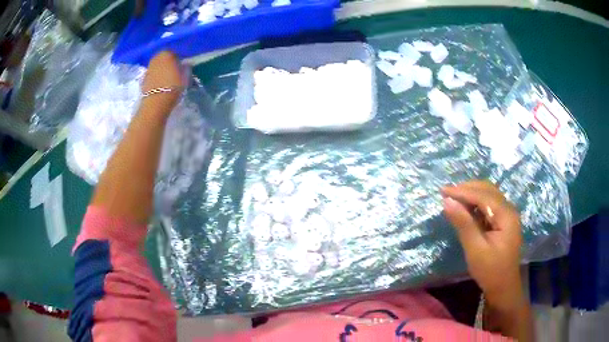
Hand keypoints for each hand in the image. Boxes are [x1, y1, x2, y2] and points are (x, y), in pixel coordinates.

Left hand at [142, 51, 184, 113]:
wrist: (156, 103)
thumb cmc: (173, 87)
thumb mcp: (185, 76)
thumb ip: (186, 68)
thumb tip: (186, 64)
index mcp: (167, 53)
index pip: (174, 53)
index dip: (178, 60)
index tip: (182, 68)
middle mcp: (156, 58)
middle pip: (164, 60)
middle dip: (168, 65)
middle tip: (175, 74)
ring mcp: (148, 69)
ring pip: (157, 68)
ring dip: (161, 72)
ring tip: (167, 81)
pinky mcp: (143, 80)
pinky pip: (152, 77)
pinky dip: (156, 80)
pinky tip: (160, 87)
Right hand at [441, 180, 523, 309]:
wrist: (503, 288)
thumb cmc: (490, 271)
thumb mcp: (475, 249)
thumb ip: (463, 224)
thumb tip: (447, 202)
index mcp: (506, 215)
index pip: (483, 195)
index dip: (463, 191)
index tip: (443, 191)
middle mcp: (509, 210)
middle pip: (488, 190)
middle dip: (467, 189)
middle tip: (447, 192)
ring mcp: (507, 215)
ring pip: (489, 195)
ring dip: (471, 194)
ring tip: (454, 198)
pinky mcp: (503, 222)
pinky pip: (489, 205)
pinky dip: (476, 203)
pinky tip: (466, 208)